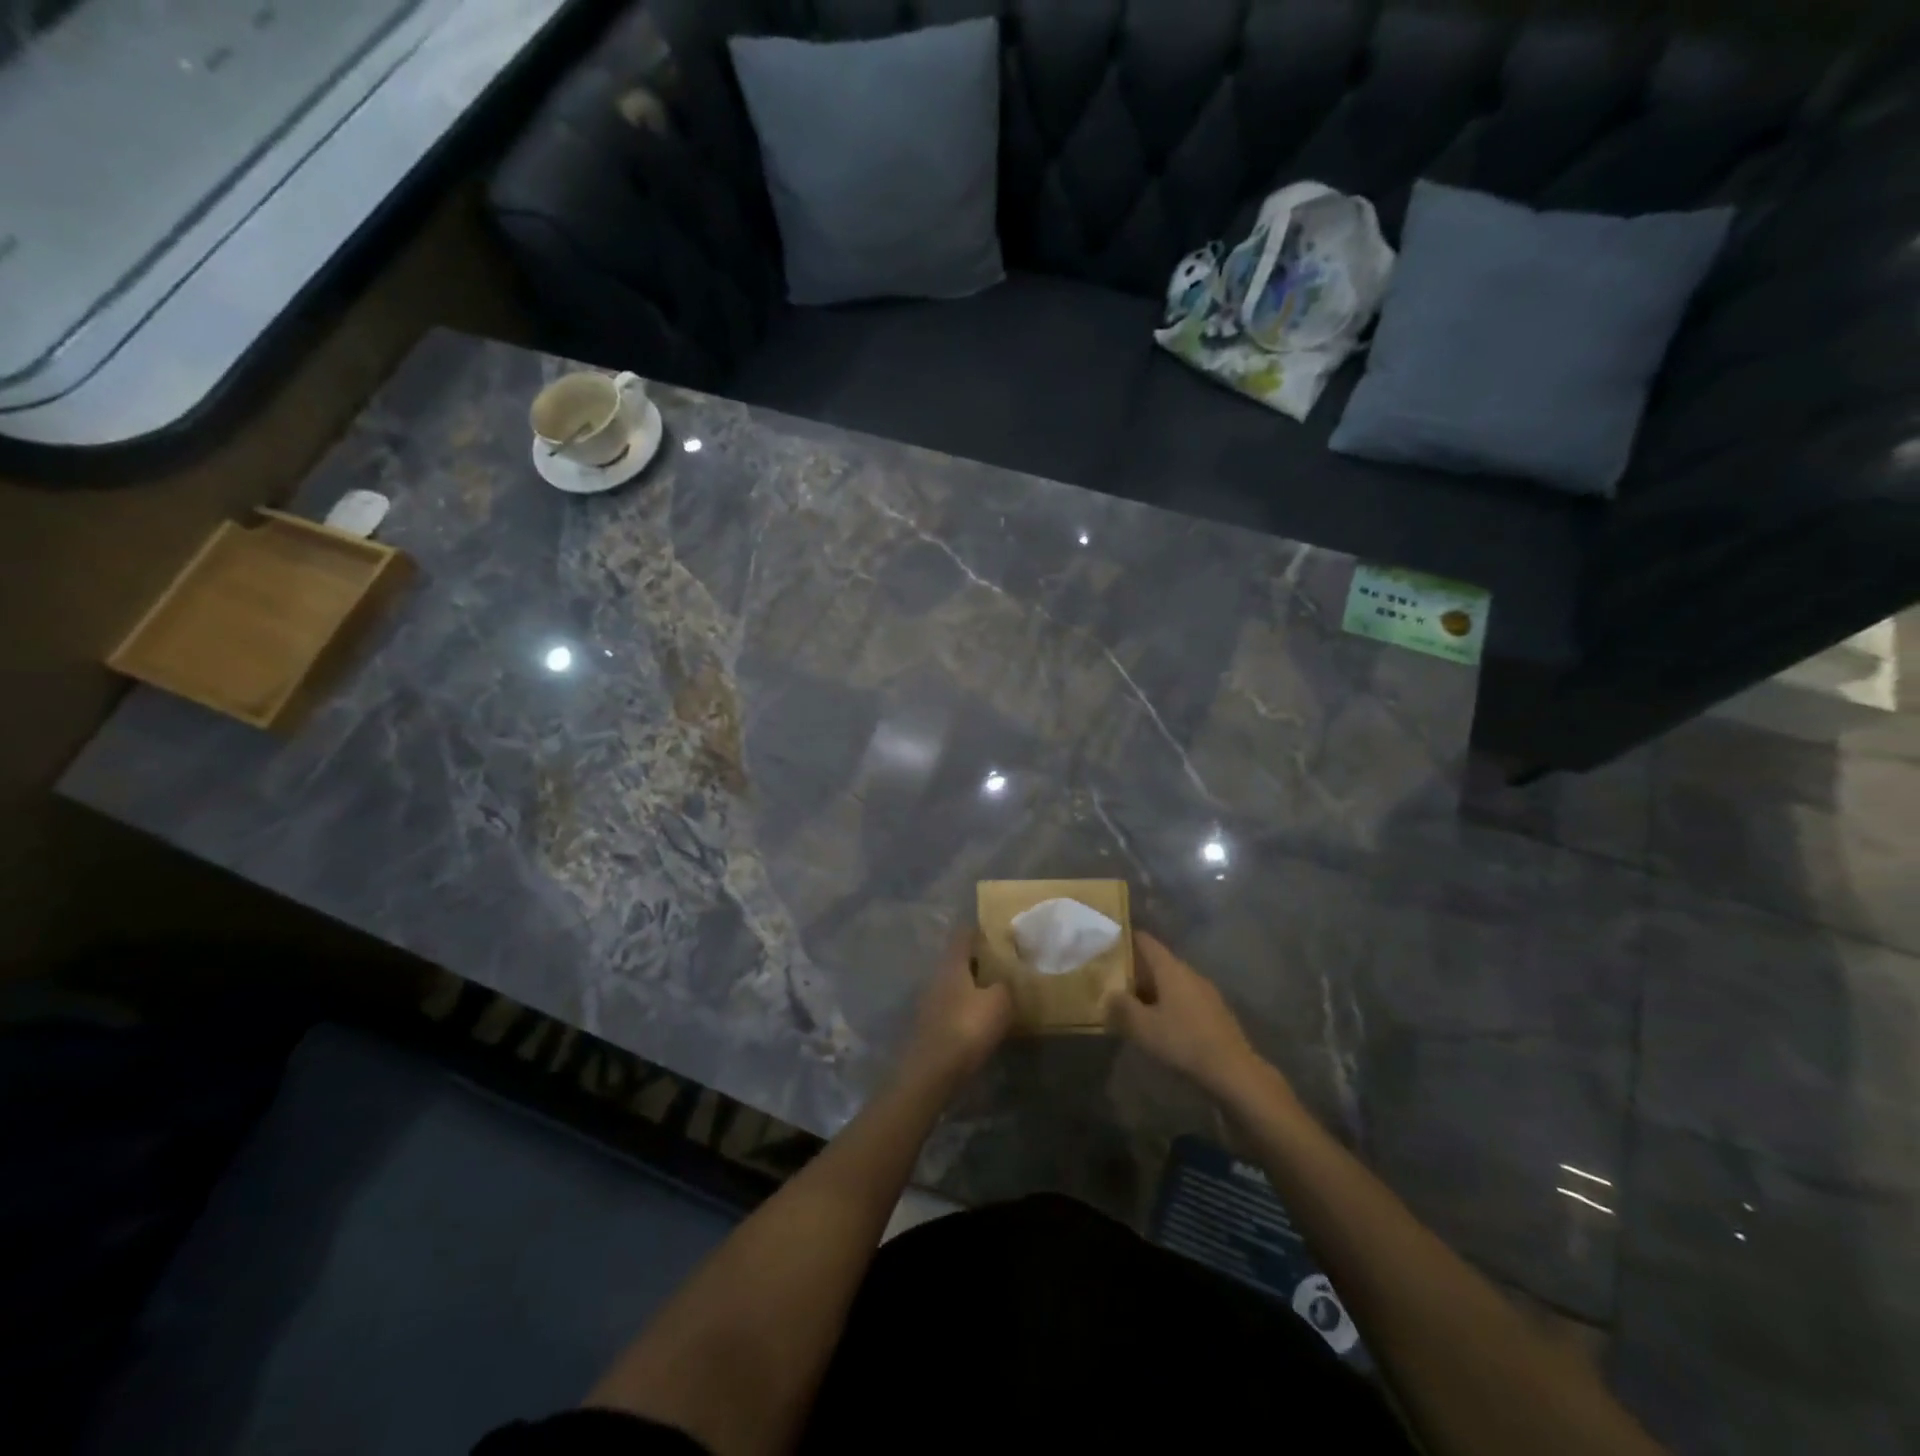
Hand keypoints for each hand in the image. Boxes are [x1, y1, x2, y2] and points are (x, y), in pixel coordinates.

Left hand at [898, 929, 1012, 1090]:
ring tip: (993, 991)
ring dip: (970, 985)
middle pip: (957, 960)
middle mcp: (936, 977)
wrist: (932, 1072)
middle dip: (976, 960)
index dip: (977, 930)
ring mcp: (929, 1002)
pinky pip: (951, 1007)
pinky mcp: (929, 1026)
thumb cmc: (967, 1028)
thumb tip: (1003, 980)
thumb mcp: (999, 1003)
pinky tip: (978, 1018)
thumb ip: (1004, 985)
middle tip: (1000, 962)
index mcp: (952, 964)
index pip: (962, 936)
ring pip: (953, 984)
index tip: (994, 930)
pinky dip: (965, 1007)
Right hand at [1111, 931, 1269, 1102]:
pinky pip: (1184, 997)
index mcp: (1171, 969)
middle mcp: (1189, 973)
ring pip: (1171, 981)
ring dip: (1151, 989)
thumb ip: (1121, 1007)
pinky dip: (1167, 1002)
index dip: (1126, 938)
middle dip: (1135, 969)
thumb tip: (1109, 994)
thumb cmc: (1183, 1041)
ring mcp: (1205, 991)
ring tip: (1131, 1002)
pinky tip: (1159, 1022)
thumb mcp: (1143, 1027)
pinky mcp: (1214, 1011)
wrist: (1233, 1070)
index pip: (1145, 941)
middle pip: (1158, 962)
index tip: (1108, 943)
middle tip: (1112, 979)